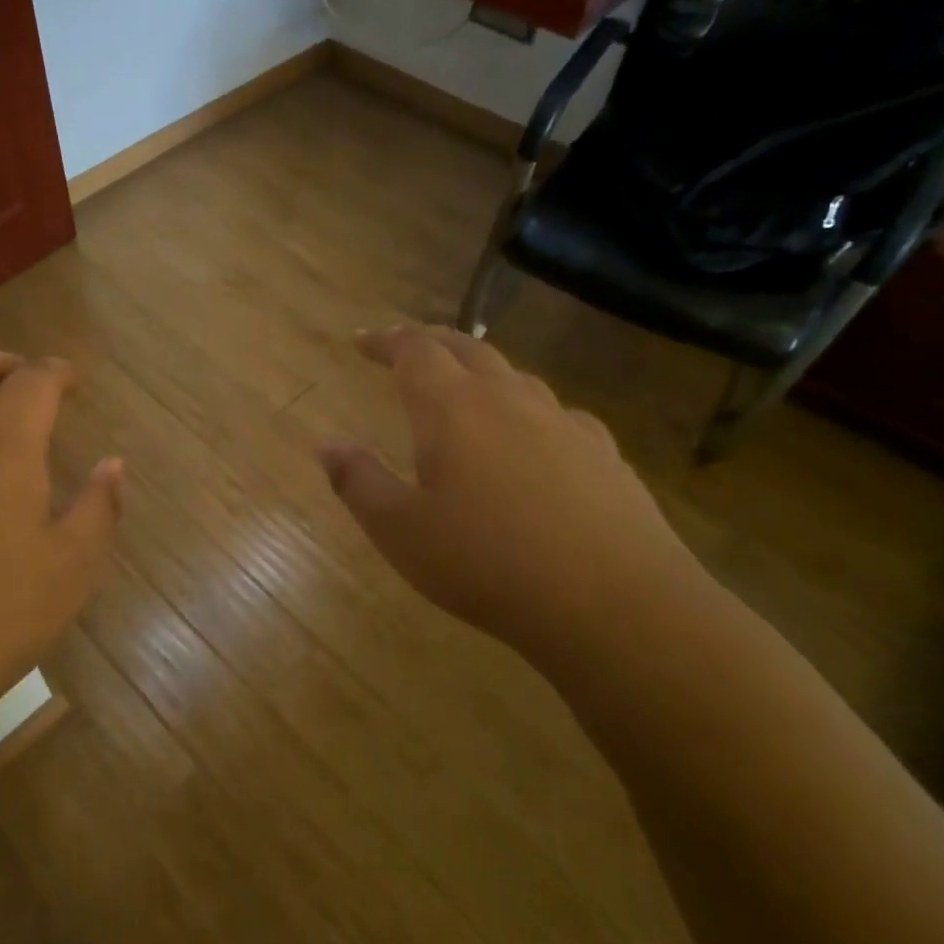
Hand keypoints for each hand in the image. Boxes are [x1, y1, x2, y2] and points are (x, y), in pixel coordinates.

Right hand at [319, 327, 713, 665]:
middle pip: (466, 347)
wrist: (616, 604)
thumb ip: (358, 481)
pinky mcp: (604, 453)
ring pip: (513, 375)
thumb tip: (326, 445)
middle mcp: (508, 398)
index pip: (414, 351)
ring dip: (479, 370)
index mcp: (453, 408)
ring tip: (463, 388)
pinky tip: (532, 438)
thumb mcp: (400, 530)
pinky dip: (527, 410)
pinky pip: (555, 413)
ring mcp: (563, 422)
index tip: (361, 340)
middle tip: (405, 346)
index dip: (385, 340)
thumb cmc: (487, 563)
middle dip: (430, 341)